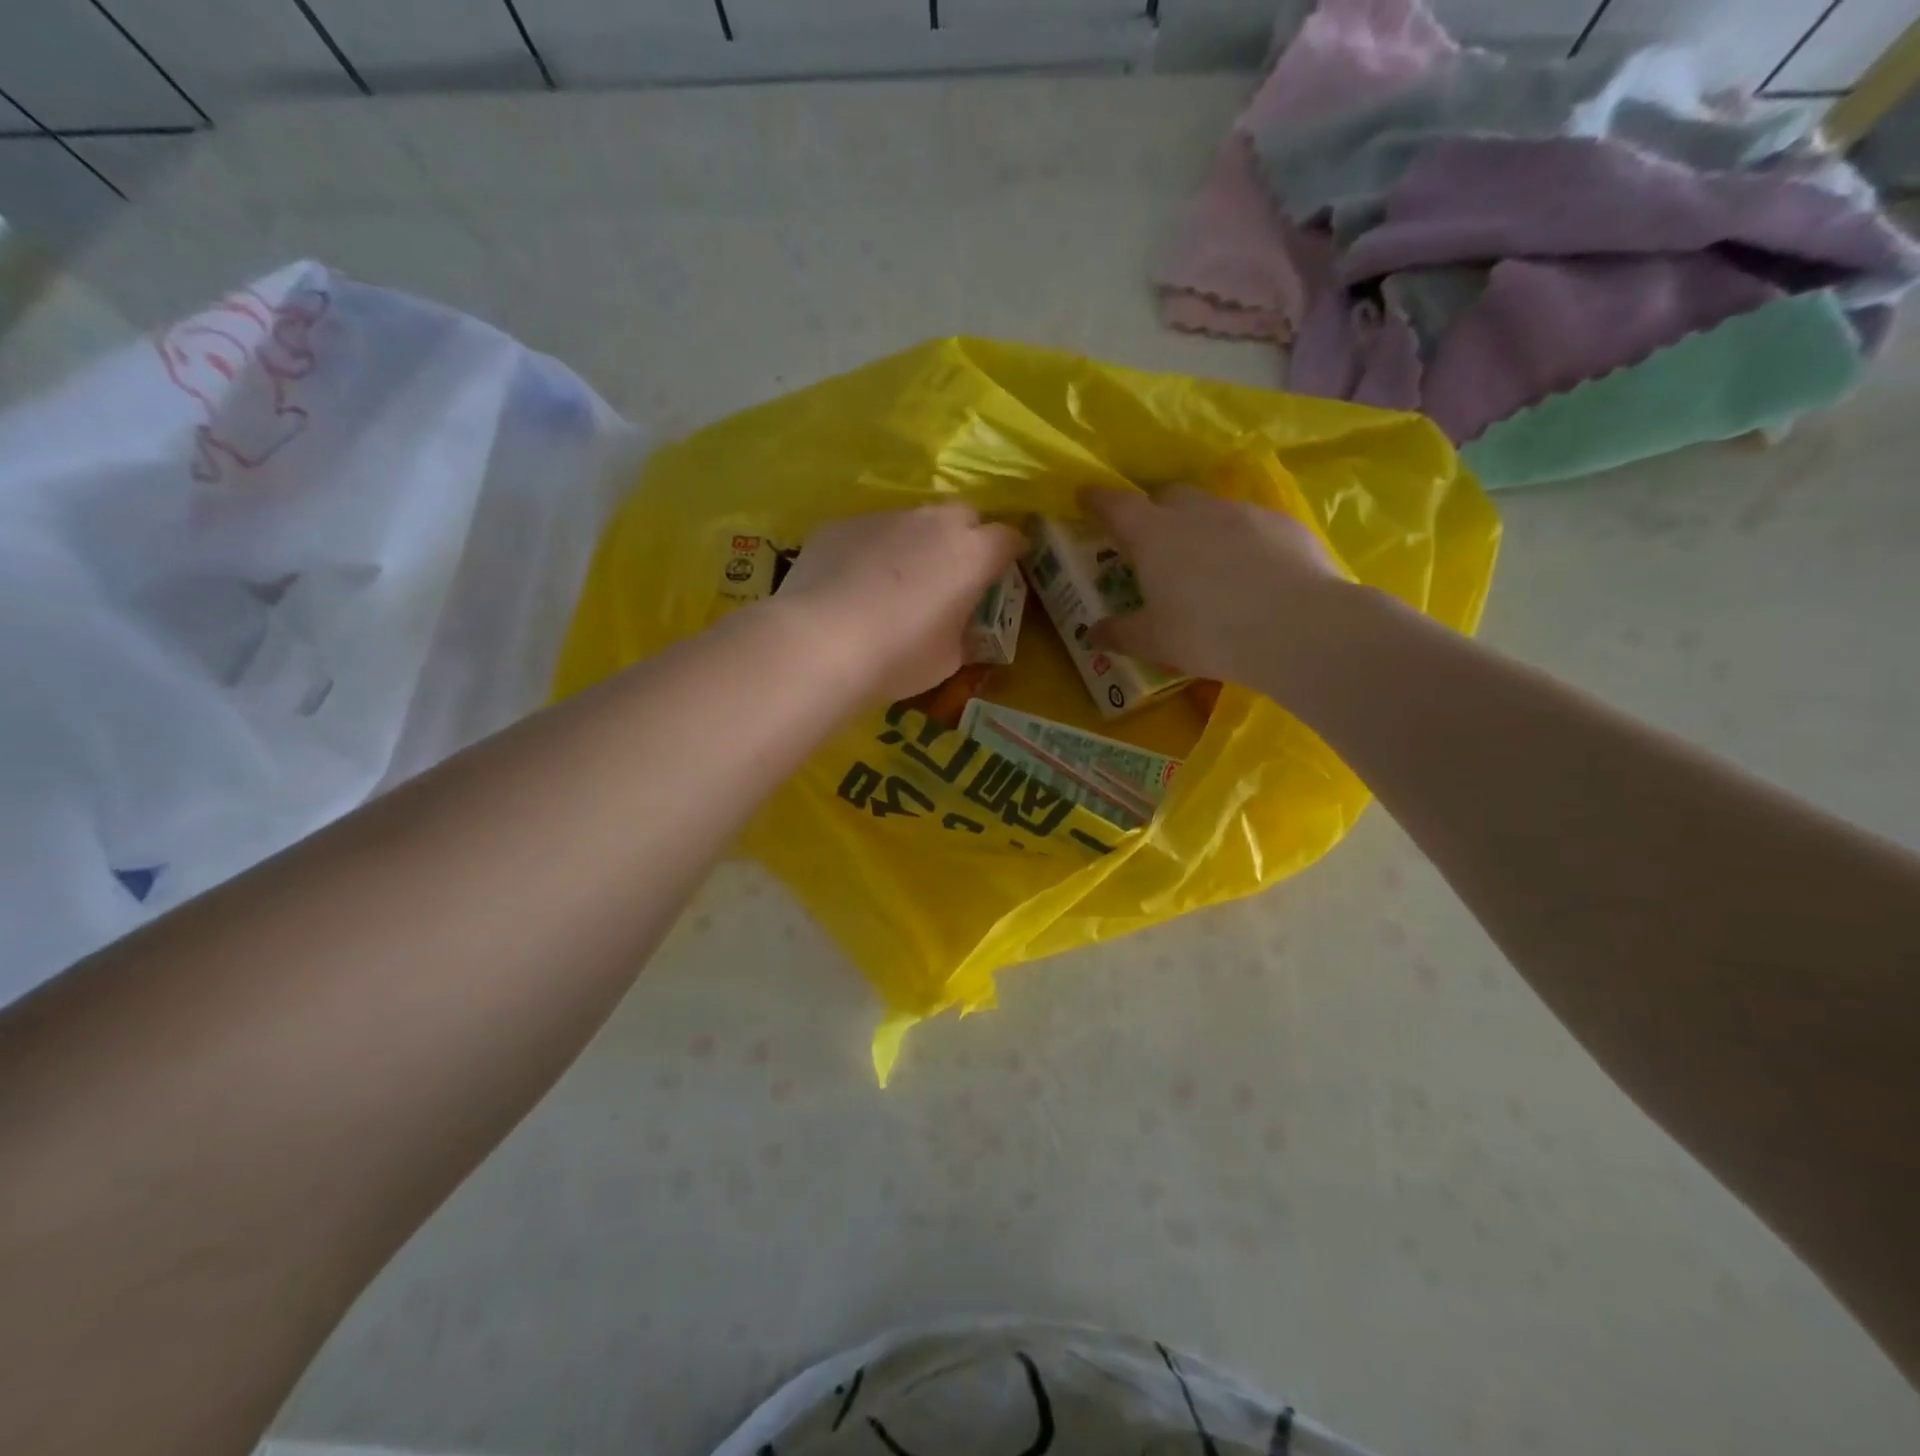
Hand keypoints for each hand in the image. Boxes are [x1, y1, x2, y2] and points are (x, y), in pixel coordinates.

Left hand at [775, 504, 1024, 702]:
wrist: (819, 643)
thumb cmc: (898, 657)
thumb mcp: (949, 658)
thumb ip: (964, 631)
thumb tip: (960, 624)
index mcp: (972, 555)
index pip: (1008, 538)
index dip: (1010, 554)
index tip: (1004, 572)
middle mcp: (933, 523)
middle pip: (963, 516)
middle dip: (966, 538)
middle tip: (951, 574)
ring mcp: (885, 517)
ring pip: (913, 521)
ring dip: (916, 543)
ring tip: (895, 582)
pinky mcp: (842, 524)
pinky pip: (869, 532)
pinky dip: (872, 551)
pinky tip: (852, 584)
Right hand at [1081, 484, 1351, 688]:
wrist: (1297, 627)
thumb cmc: (1208, 633)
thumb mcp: (1154, 641)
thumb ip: (1120, 633)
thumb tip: (1093, 634)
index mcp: (1153, 536)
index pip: (1115, 505)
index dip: (1096, 500)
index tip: (1085, 498)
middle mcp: (1195, 512)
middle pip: (1166, 496)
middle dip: (1153, 510)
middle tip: (1151, 541)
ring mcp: (1242, 513)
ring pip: (1210, 508)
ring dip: (1199, 526)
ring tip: (1205, 562)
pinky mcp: (1283, 524)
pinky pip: (1250, 525)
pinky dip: (1240, 540)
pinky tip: (1250, 572)